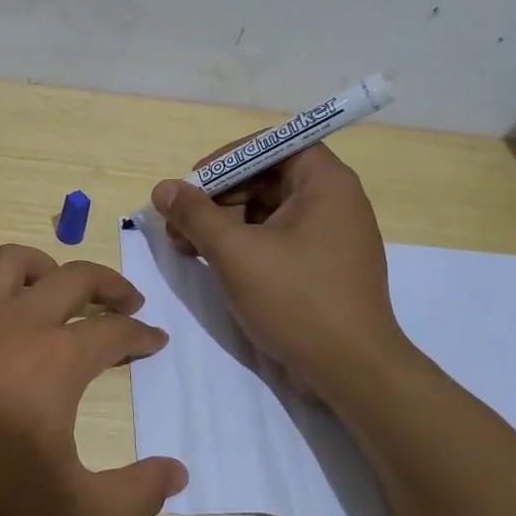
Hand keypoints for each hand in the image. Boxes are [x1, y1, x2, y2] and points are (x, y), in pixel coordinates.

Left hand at [0, 243, 187, 515]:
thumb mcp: (74, 509)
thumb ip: (135, 494)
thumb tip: (178, 474)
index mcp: (57, 358)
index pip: (114, 332)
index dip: (141, 336)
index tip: (155, 342)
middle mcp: (16, 323)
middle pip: (73, 278)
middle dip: (108, 284)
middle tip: (126, 302)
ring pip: (10, 263)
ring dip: (44, 266)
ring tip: (58, 286)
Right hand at [151, 143, 413, 400]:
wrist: (352, 369)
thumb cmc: (296, 300)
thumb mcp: (235, 253)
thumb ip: (196, 215)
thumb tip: (163, 188)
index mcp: (325, 183)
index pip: (272, 146)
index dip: (228, 159)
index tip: (193, 184)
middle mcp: (334, 201)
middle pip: (265, 179)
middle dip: (217, 198)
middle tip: (178, 225)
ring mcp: (330, 236)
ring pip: (267, 212)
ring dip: (224, 224)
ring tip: (186, 248)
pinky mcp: (323, 266)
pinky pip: (277, 239)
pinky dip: (244, 245)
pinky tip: (213, 263)